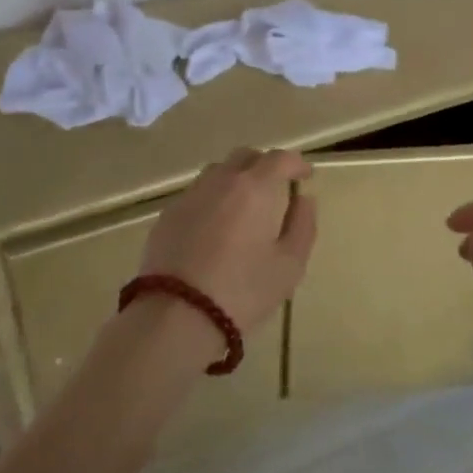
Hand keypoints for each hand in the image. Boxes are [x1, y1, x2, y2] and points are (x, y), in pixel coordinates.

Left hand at [139, 147, 316, 333]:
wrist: (176, 315)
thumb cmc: (243, 291)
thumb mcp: (289, 265)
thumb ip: (303, 225)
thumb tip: (304, 199)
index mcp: (254, 187)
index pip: (279, 158)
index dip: (296, 163)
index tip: (306, 175)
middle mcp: (220, 181)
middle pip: (245, 157)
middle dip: (264, 165)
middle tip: (275, 188)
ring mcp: (190, 196)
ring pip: (217, 172)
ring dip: (235, 180)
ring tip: (244, 207)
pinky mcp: (167, 216)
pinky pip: (196, 195)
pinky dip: (212, 201)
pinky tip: (214, 229)